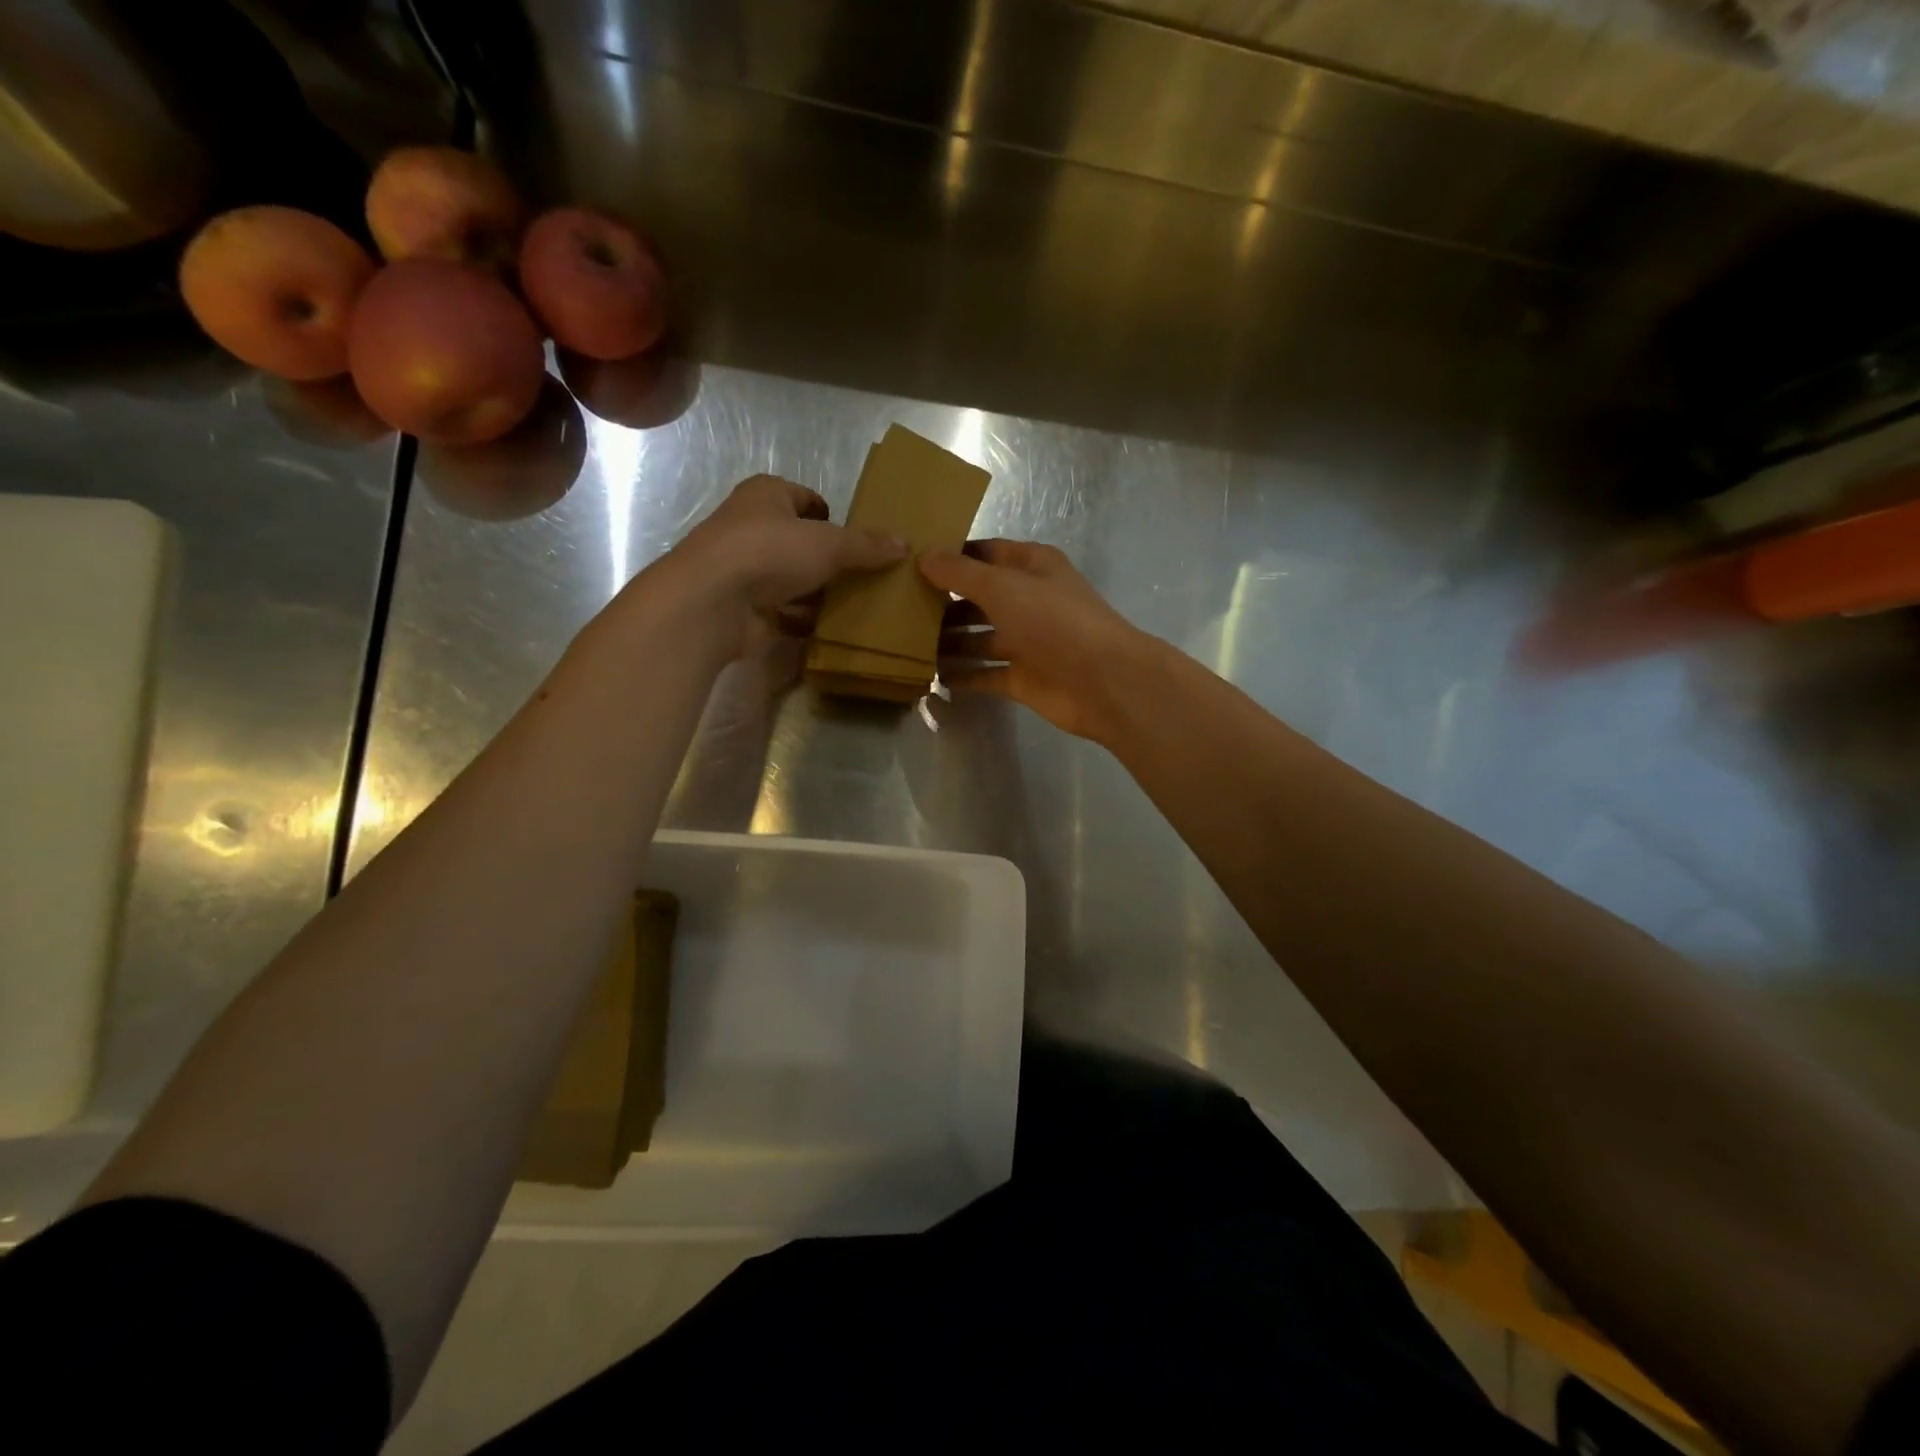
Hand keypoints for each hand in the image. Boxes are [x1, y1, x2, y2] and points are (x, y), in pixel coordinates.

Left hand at [647, 475, 905, 657]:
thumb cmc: (769, 552)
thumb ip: (866, 545)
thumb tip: (905, 543)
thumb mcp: (828, 543)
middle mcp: (752, 528)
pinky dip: (805, 619)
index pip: (804, 498)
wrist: (712, 603)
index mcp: (766, 496)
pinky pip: (784, 612)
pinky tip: (832, 629)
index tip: (857, 535)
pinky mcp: (745, 607)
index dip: (829, 513)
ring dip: (819, 593)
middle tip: (866, 574)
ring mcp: (746, 571)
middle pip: (800, 542)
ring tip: (858, 604)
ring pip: (792, 579)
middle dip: (830, 559)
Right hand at [919, 539, 1156, 742]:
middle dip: (944, 602)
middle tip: (898, 607)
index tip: (911, 561)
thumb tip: (924, 556)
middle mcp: (1028, 601)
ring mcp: (1026, 641)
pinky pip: (985, 674)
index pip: (985, 553)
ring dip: (948, 641)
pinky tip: (930, 677)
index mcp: (1032, 567)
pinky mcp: (1023, 678)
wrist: (1103, 681)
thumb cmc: (1053, 621)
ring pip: (979, 638)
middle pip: (979, 598)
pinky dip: (963, 676)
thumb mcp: (1003, 586)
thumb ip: (961, 573)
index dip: (952, 556)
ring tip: (906, 643)